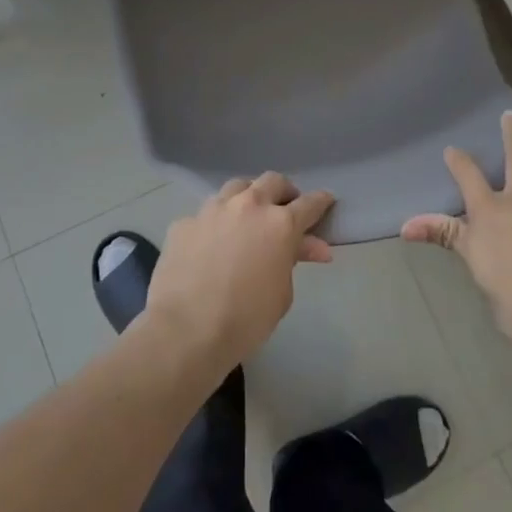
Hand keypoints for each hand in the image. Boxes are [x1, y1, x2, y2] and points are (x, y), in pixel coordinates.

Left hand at [142, 173, 334, 372]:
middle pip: (272, 181)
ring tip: (247, 216)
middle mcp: (248, 206)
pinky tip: (210, 243)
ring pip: (236, 187)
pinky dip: (215, 223)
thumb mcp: (282, 294)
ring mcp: (213, 209)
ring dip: (248, 197)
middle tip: (285, 208)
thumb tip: (308, 246)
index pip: (309, 203)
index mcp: (279, 224)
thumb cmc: (246, 319)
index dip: (321, 201)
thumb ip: (292, 261)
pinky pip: (205, 214)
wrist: (186, 330)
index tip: (326, 200)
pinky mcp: (184, 222)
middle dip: (284, 191)